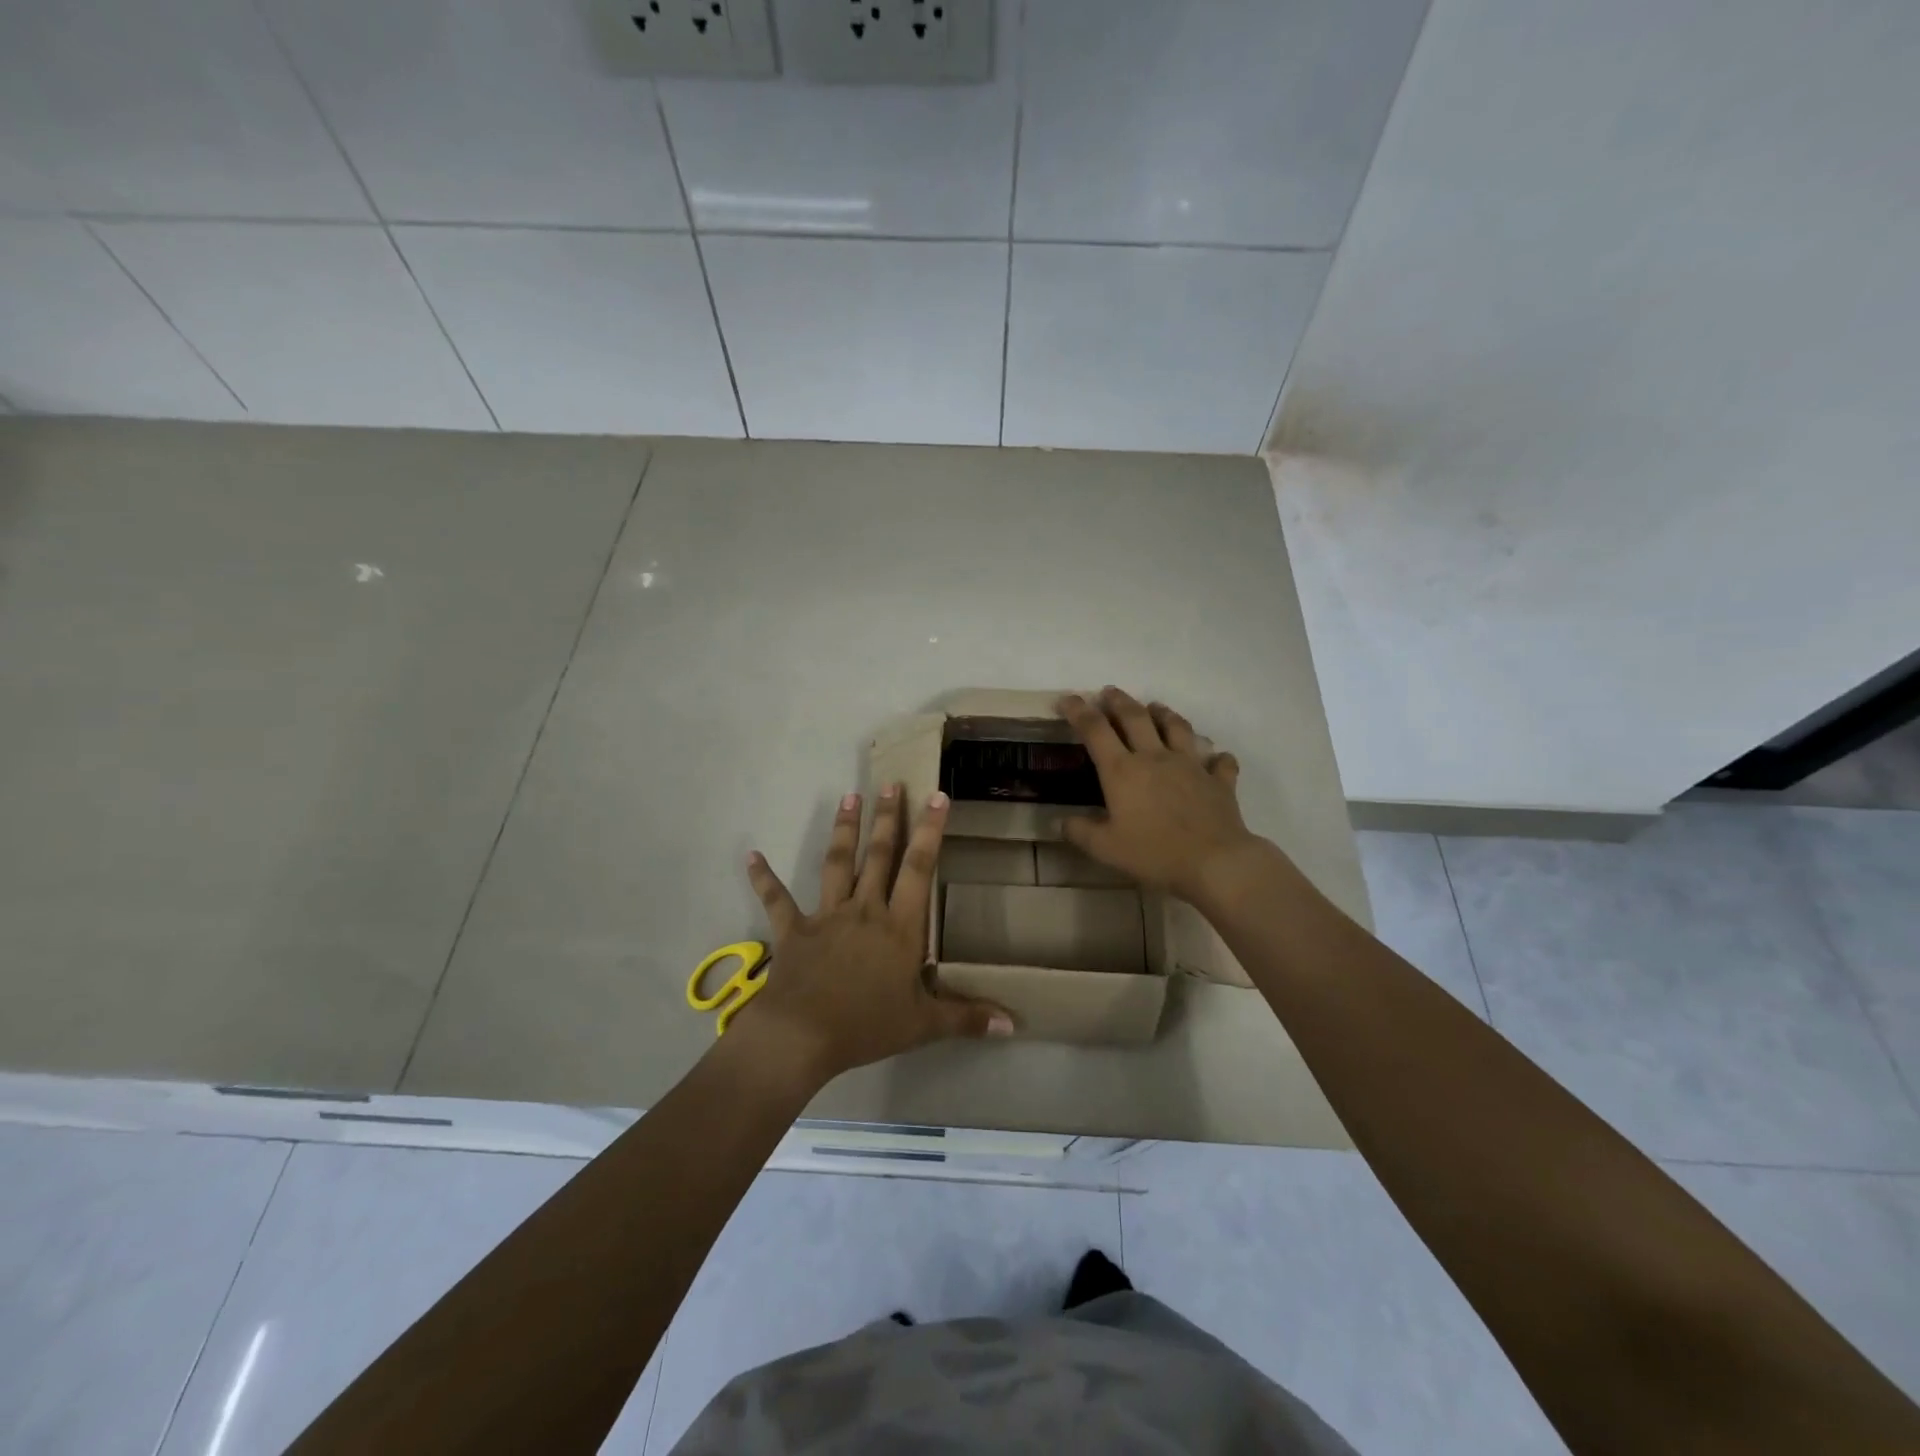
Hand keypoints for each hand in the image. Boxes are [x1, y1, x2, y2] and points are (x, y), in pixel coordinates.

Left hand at [734, 786, 1013, 1085]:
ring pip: (837, 864)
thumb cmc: (867, 1025)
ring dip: (845, 830)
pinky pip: (776, 899)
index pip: (919, 869)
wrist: (802, 1035)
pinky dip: (763, 878)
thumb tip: (1014, 1026)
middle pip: (879, 856)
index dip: (929, 831)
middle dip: (888, 818)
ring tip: (849, 797)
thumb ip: (967, 1018)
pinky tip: (751, 856)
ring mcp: (827, 916)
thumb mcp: (924, 1025)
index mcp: (899, 927)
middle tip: (890, 784)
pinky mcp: (793, 930)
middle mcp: (865, 910)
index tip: (936, 796)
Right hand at [1055, 688, 1261, 901]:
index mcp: (1122, 771)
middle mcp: (1155, 758)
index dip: (1078, 711)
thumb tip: (1060, 822)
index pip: (1095, 730)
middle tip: (1110, 692)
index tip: (1068, 699)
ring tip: (1156, 707)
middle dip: (1119, 701)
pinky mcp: (1218, 781)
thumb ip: (1080, 832)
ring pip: (1177, 728)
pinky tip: (1215, 757)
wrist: (1214, 862)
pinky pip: (1219, 762)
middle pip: (1135, 718)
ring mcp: (1190, 765)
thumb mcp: (1105, 848)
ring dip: (1164, 713)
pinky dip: (1216, 757)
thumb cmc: (1154, 853)